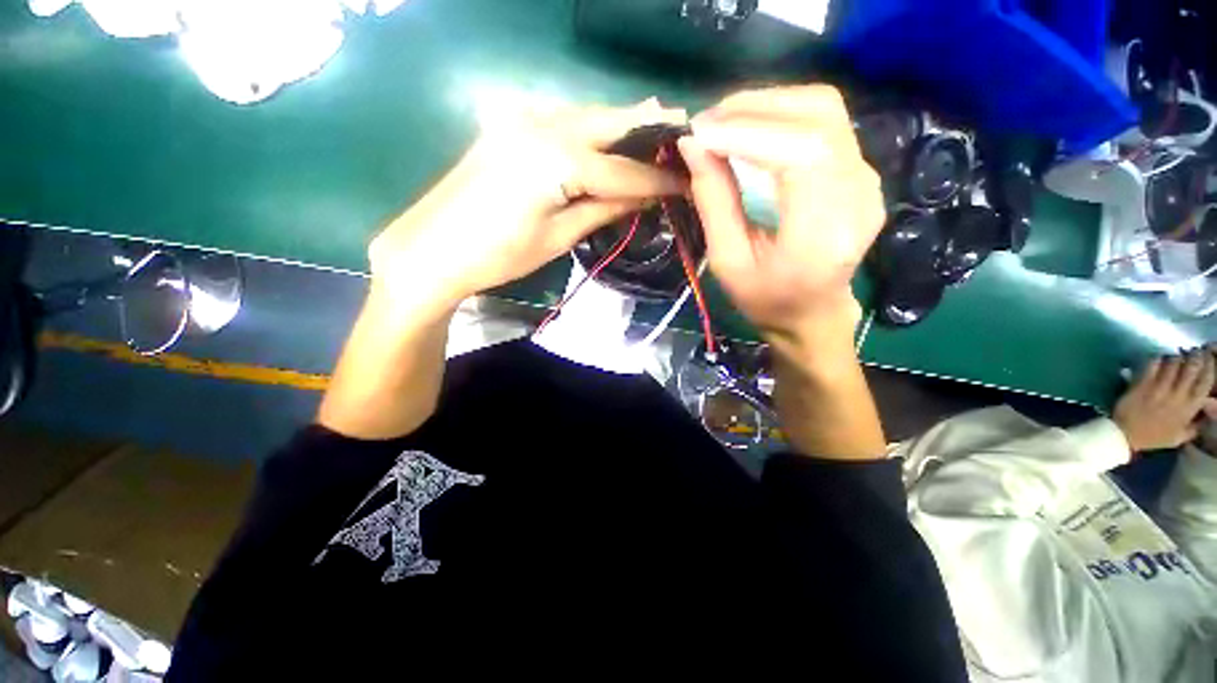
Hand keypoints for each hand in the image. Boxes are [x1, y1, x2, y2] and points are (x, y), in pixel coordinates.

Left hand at [369, 100, 687, 310]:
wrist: (433, 249)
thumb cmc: (499, 255)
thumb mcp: (558, 237)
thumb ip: (604, 208)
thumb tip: (644, 197)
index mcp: (557, 159)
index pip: (622, 170)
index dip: (657, 179)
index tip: (687, 182)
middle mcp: (542, 124)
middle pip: (608, 124)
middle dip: (645, 130)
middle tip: (680, 134)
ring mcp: (521, 119)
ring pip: (586, 117)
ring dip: (619, 126)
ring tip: (653, 133)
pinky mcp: (509, 125)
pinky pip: (563, 122)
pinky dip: (591, 131)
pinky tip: (606, 141)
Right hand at [677, 85, 884, 343]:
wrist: (812, 313)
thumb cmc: (766, 299)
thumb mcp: (728, 261)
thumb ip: (713, 203)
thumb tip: (692, 146)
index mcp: (824, 231)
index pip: (800, 153)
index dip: (747, 133)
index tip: (699, 134)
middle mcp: (858, 194)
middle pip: (817, 115)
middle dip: (754, 108)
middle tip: (705, 123)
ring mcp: (866, 177)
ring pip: (823, 109)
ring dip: (767, 105)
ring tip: (722, 123)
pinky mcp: (861, 170)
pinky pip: (824, 123)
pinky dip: (781, 116)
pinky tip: (750, 130)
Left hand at [1113, 350, 1216, 451]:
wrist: (1126, 435)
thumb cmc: (1154, 437)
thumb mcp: (1180, 436)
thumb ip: (1195, 425)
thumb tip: (1207, 411)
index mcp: (1189, 408)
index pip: (1206, 382)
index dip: (1210, 367)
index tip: (1210, 359)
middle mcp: (1177, 395)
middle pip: (1192, 368)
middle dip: (1195, 357)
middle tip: (1195, 352)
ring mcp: (1159, 388)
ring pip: (1174, 363)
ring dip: (1177, 357)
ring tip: (1178, 355)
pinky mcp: (1142, 383)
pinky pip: (1153, 365)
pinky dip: (1158, 359)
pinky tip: (1159, 359)